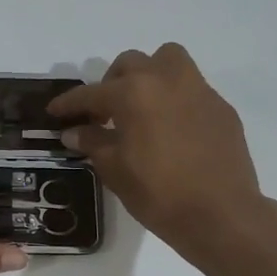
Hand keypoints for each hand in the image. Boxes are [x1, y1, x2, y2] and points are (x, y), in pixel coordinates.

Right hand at [48, 43, 276, 258]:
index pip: (91, 93)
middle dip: (110, 83)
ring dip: (148, 74)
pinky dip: (175, 98)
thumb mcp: (115, 170)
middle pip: (130, 64)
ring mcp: (198, 90)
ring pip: (167, 61)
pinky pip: (191, 88)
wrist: (221, 214)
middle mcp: (165, 79)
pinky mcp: (221, 107)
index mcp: (133, 93)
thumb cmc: (159, 193)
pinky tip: (171, 128)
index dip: (69, 103)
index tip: (55, 111)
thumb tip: (75, 132)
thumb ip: (92, 143)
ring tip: (141, 105)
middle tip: (103, 113)